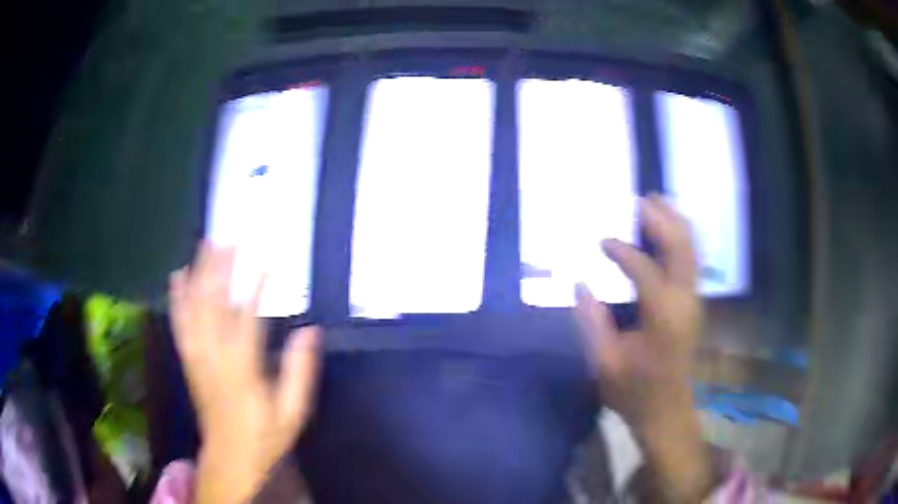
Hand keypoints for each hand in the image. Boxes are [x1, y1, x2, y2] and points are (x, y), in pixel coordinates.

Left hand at [169, 243, 319, 503]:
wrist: (229, 458)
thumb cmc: (264, 438)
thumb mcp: (292, 414)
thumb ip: (300, 373)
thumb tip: (310, 331)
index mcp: (242, 371)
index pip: (246, 320)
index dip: (255, 288)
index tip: (267, 263)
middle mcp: (214, 358)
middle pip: (213, 306)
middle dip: (220, 269)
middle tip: (229, 240)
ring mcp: (197, 358)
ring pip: (193, 309)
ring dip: (198, 274)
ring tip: (204, 245)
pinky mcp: (189, 361)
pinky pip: (180, 324)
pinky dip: (178, 298)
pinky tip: (177, 277)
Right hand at [575, 195, 700, 423]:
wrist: (666, 410)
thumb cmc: (634, 391)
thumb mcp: (604, 364)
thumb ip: (592, 322)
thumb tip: (580, 284)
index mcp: (662, 318)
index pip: (645, 270)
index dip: (623, 252)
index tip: (601, 242)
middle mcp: (684, 302)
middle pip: (680, 248)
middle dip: (663, 220)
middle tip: (642, 199)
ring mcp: (694, 302)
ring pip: (691, 251)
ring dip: (676, 224)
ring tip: (658, 203)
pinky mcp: (694, 304)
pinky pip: (692, 261)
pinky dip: (681, 239)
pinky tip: (669, 230)